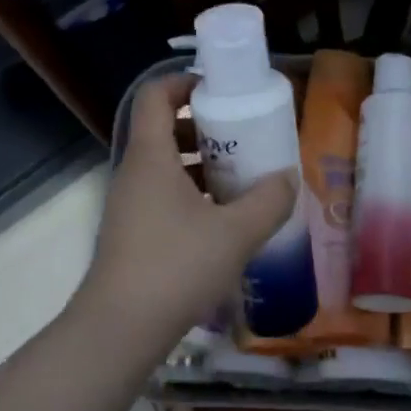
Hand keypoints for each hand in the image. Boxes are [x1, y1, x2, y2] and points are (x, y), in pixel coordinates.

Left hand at [75, 74, 297, 354]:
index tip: (223, 90)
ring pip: (166, 168)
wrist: (121, 328)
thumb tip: (288, 178)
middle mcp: (134, 173)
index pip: (155, 95)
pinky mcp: (132, 235)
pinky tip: (223, 222)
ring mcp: (129, 206)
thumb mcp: (236, 233)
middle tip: (244, 139)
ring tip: (242, 180)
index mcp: (151, 157)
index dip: (185, 82)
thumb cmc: (177, 266)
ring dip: (201, 165)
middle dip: (205, 128)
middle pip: (164, 130)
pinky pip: (163, 198)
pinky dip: (192, 196)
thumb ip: (269, 201)